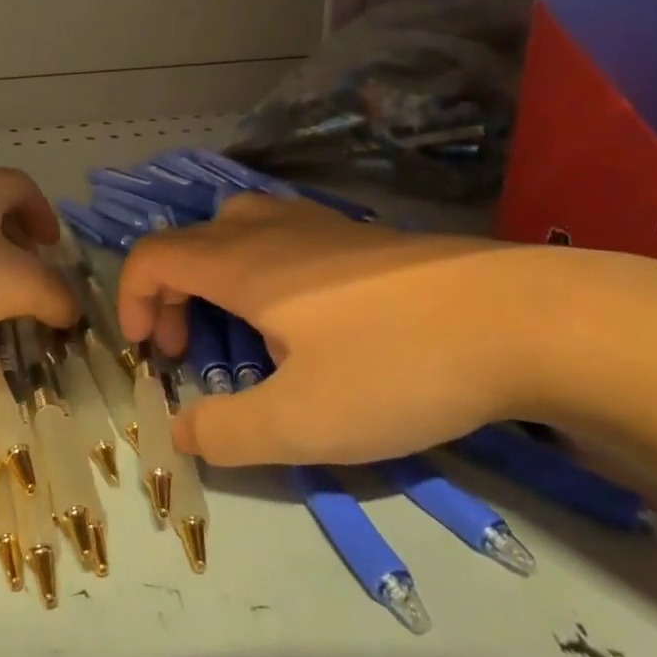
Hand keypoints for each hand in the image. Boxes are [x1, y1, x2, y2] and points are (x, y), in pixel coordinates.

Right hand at [116, 193, 556, 466]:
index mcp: (241, 264)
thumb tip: (181, 432)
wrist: (525, 319)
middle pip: (188, 241)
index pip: (153, 256)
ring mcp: (317, 225)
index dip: (132, 299)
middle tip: (187, 350)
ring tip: (237, 327)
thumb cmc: (398, 365)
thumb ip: (227, 431)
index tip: (148, 354)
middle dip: (168, 294)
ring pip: (233, 228)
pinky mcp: (360, 235)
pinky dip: (257, 269)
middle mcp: (268, 230)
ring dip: (211, 276)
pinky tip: (302, 316)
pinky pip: (277, 235)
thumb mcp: (304, 421)